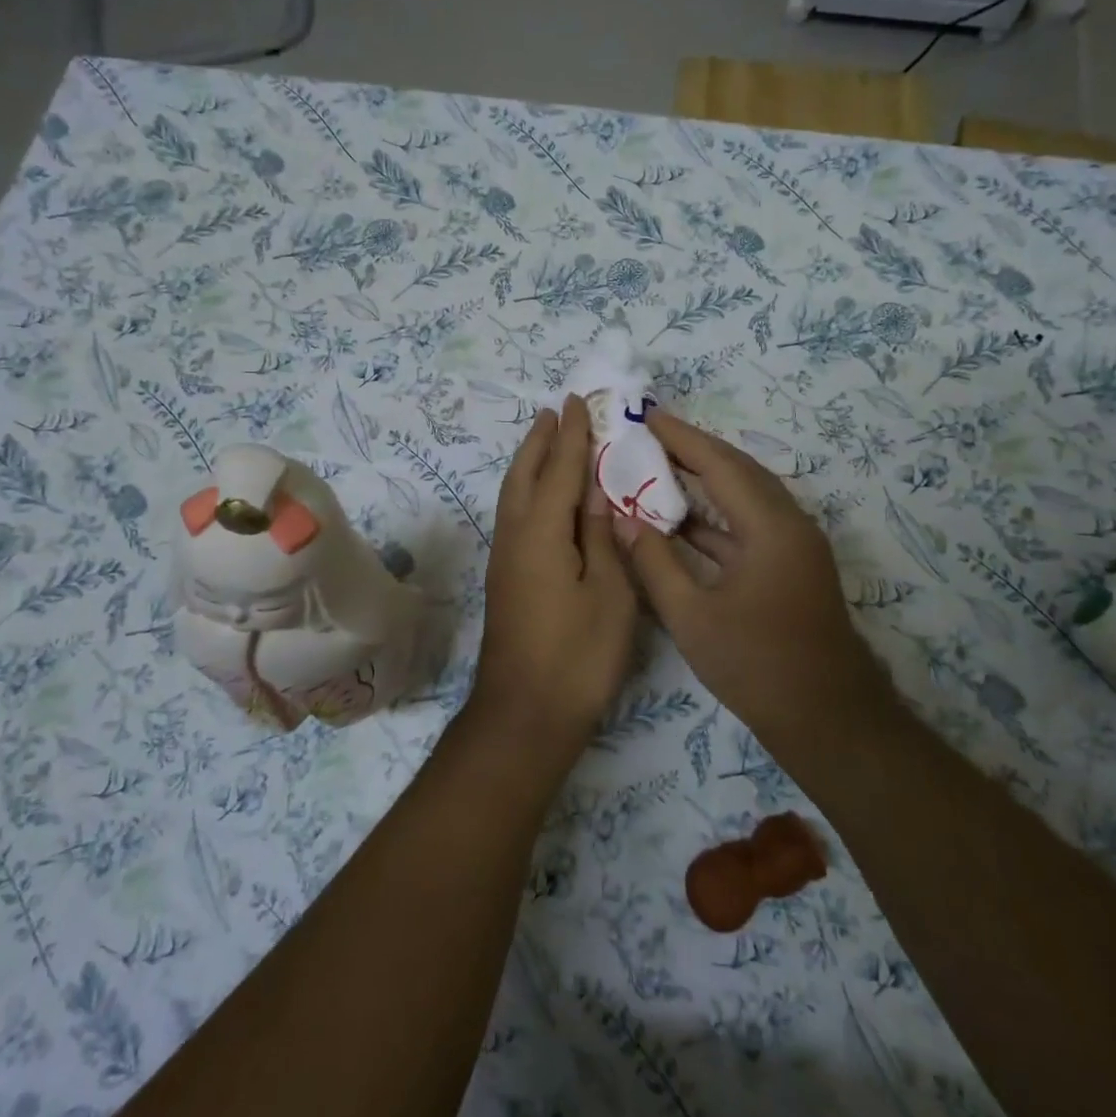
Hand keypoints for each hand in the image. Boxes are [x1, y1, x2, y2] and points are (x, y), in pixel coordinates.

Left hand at [469, 395, 638, 759]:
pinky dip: (528, 492)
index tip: (576, 402)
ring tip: (545, 441)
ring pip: (513, 496)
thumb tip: (598, 494)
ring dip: (529, 463)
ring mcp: (506, 560)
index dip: (571, 436)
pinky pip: (515, 517)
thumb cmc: (578, 656)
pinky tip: (542, 499)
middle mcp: (515, 537)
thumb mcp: (609, 594)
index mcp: (543, 533)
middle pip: (524, 476)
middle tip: (555, 411)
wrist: (525, 715)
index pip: (560, 470)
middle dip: (540, 441)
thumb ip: (603, 538)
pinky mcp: (507, 580)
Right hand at [626, 411, 884, 736]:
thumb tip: (624, 520)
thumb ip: (655, 563)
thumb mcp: (692, 617)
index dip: (681, 437)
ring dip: (706, 480)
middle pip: (738, 471)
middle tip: (650, 433)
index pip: (719, 464)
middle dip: (694, 449)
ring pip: (746, 497)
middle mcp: (789, 524)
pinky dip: (715, 517)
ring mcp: (794, 547)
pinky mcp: (791, 568)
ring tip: (660, 464)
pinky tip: (681, 520)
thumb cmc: (757, 666)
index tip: (646, 415)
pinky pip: (749, 525)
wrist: (827, 719)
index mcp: (770, 527)